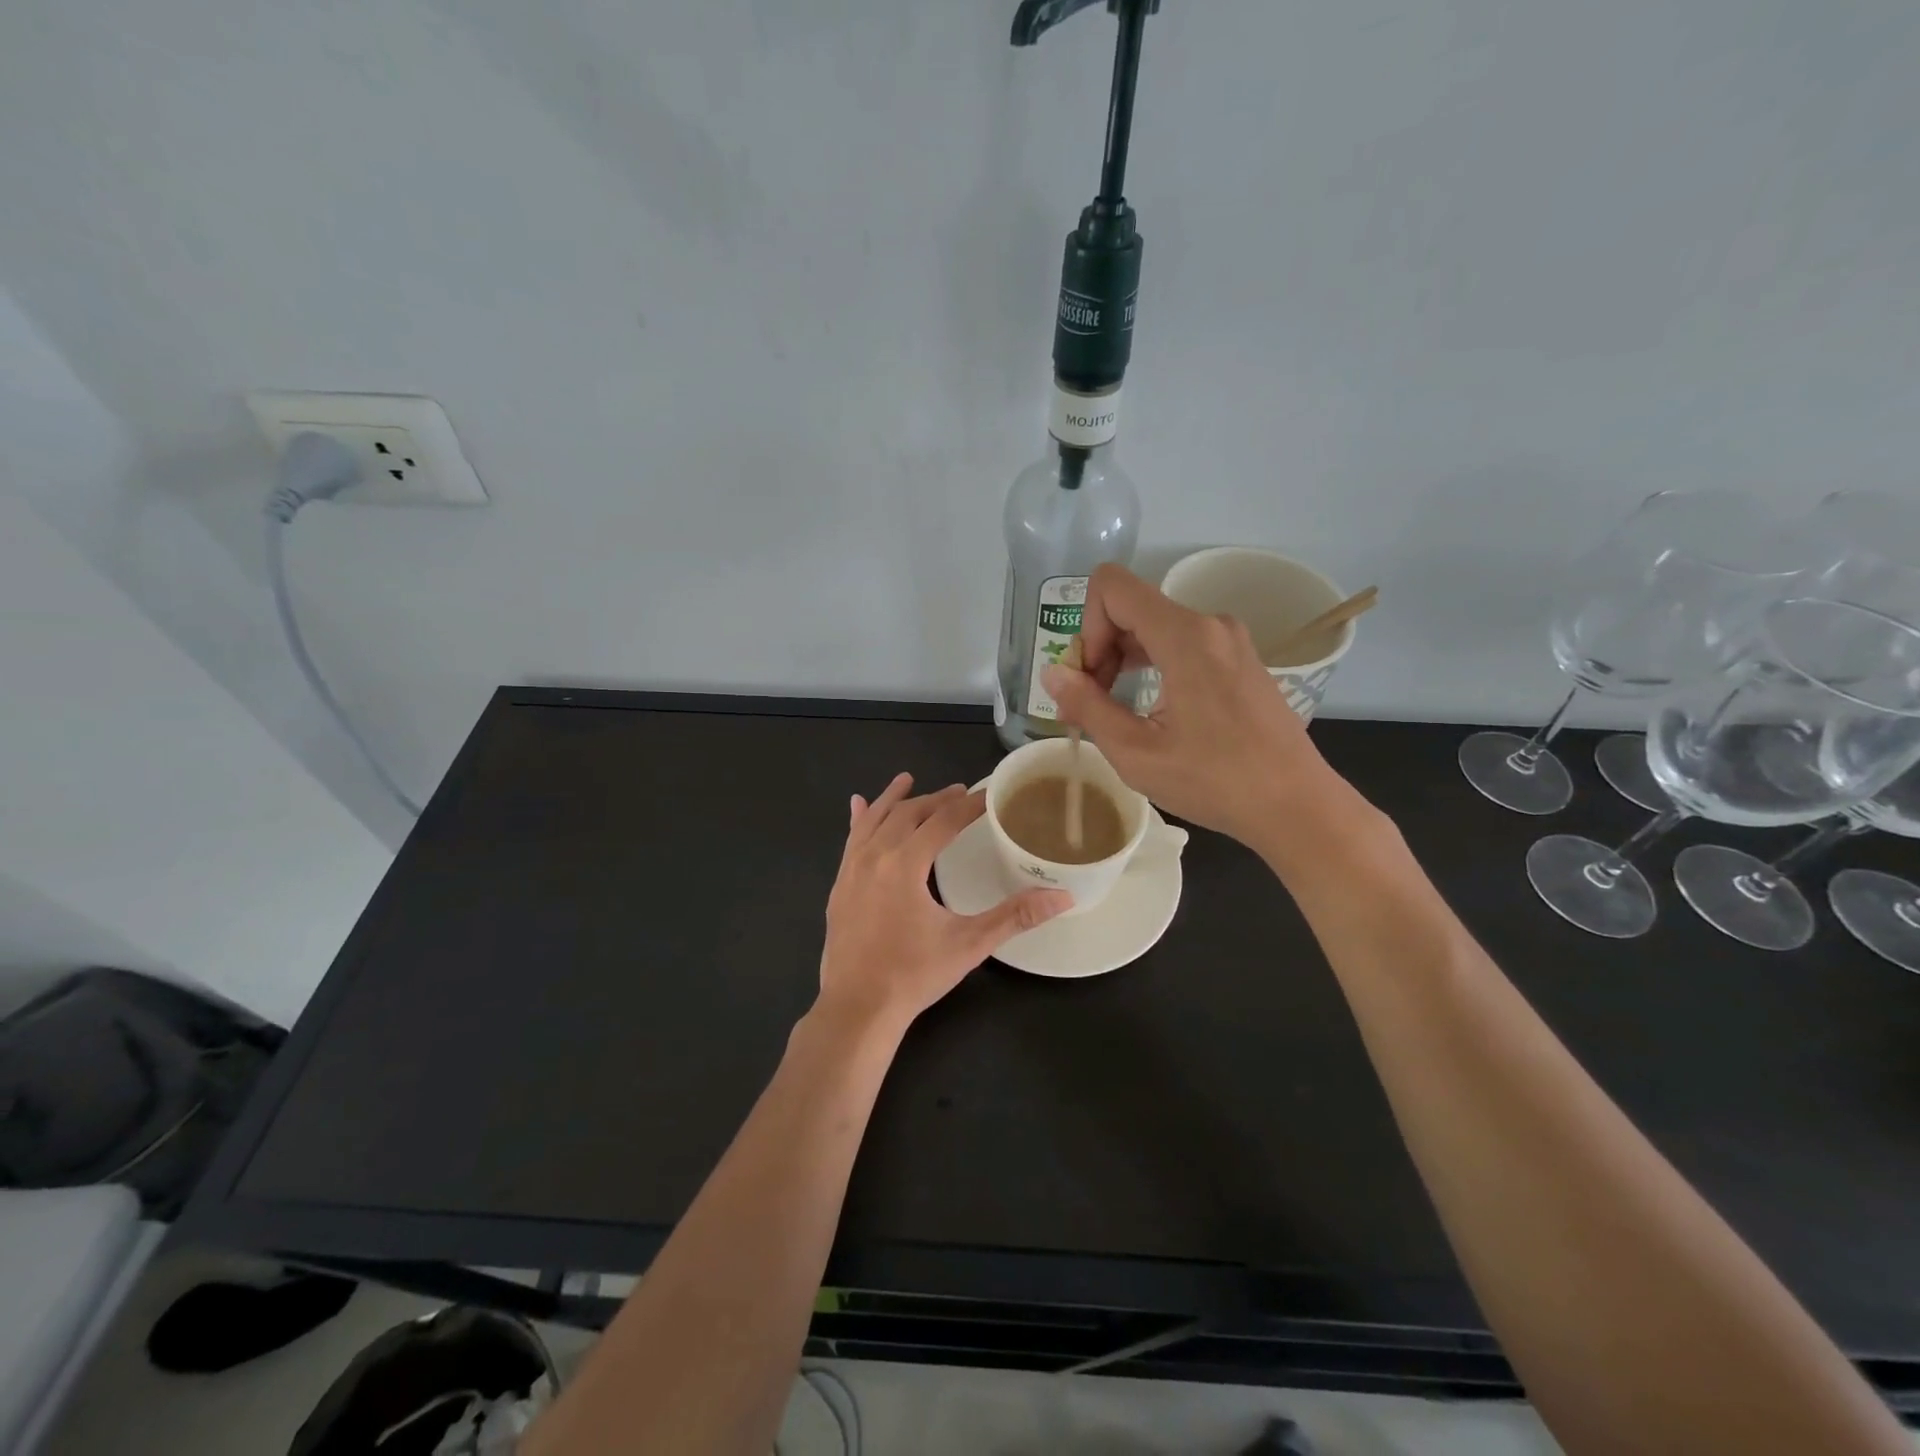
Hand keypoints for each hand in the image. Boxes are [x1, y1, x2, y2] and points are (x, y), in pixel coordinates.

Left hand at [818, 774, 1070, 1032]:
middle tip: (959, 793)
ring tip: (907, 779)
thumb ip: (1015, 916)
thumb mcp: (969, 944)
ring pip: (874, 821)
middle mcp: (874, 857)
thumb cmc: (914, 975)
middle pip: (907, 814)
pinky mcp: (839, 886)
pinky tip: (858, 805)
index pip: (942, 821)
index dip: (968, 806)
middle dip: (935, 800)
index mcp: (905, 864)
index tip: (989, 795)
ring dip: (894, 799)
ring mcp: (850, 870)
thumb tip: (1063, 897)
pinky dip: (859, 819)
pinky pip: (850, 840)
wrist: (857, 1009)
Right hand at [1042, 564, 1345, 849]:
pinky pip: (1182, 643)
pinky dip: (1153, 665)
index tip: (1088, 679)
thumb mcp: (1136, 752)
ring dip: (1124, 659)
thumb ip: (1087, 705)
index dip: (1086, 626)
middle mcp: (1210, 624)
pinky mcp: (1239, 659)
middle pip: (1132, 608)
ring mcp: (1229, 640)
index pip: (1113, 587)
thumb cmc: (1215, 782)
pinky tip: (1150, 709)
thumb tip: (1052, 672)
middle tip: (1090, 704)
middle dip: (1101, 649)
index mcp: (1185, 636)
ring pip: (1155, 626)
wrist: (1295, 805)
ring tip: (1114, 710)